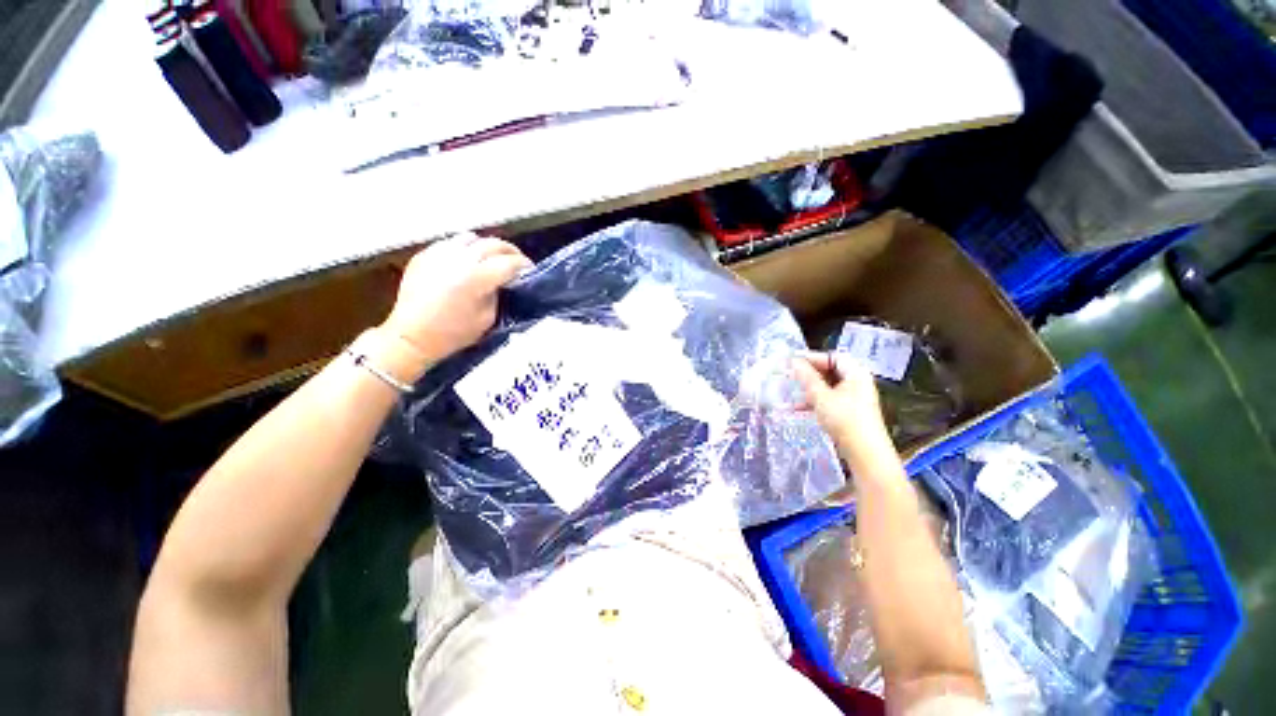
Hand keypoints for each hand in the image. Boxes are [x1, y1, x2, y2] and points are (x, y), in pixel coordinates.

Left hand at [382, 233, 531, 370]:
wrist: (412, 336)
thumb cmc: (454, 334)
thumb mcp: (488, 318)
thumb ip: (498, 294)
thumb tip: (503, 281)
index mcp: (478, 278)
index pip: (510, 262)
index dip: (524, 265)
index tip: (531, 270)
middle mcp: (459, 260)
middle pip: (493, 244)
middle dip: (510, 251)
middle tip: (517, 261)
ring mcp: (439, 254)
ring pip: (471, 238)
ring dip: (487, 246)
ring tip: (491, 258)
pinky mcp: (424, 255)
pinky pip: (450, 243)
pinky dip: (464, 249)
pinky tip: (466, 261)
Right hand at [792, 352, 894, 466]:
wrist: (865, 453)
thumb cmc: (844, 419)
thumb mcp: (820, 396)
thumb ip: (806, 377)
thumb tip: (793, 361)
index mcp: (856, 374)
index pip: (833, 356)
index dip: (813, 357)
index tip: (793, 361)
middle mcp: (858, 383)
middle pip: (831, 371)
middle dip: (810, 374)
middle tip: (791, 375)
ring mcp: (855, 399)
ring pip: (828, 387)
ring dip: (809, 389)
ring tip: (792, 393)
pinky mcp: (850, 413)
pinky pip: (829, 400)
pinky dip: (815, 401)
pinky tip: (798, 409)